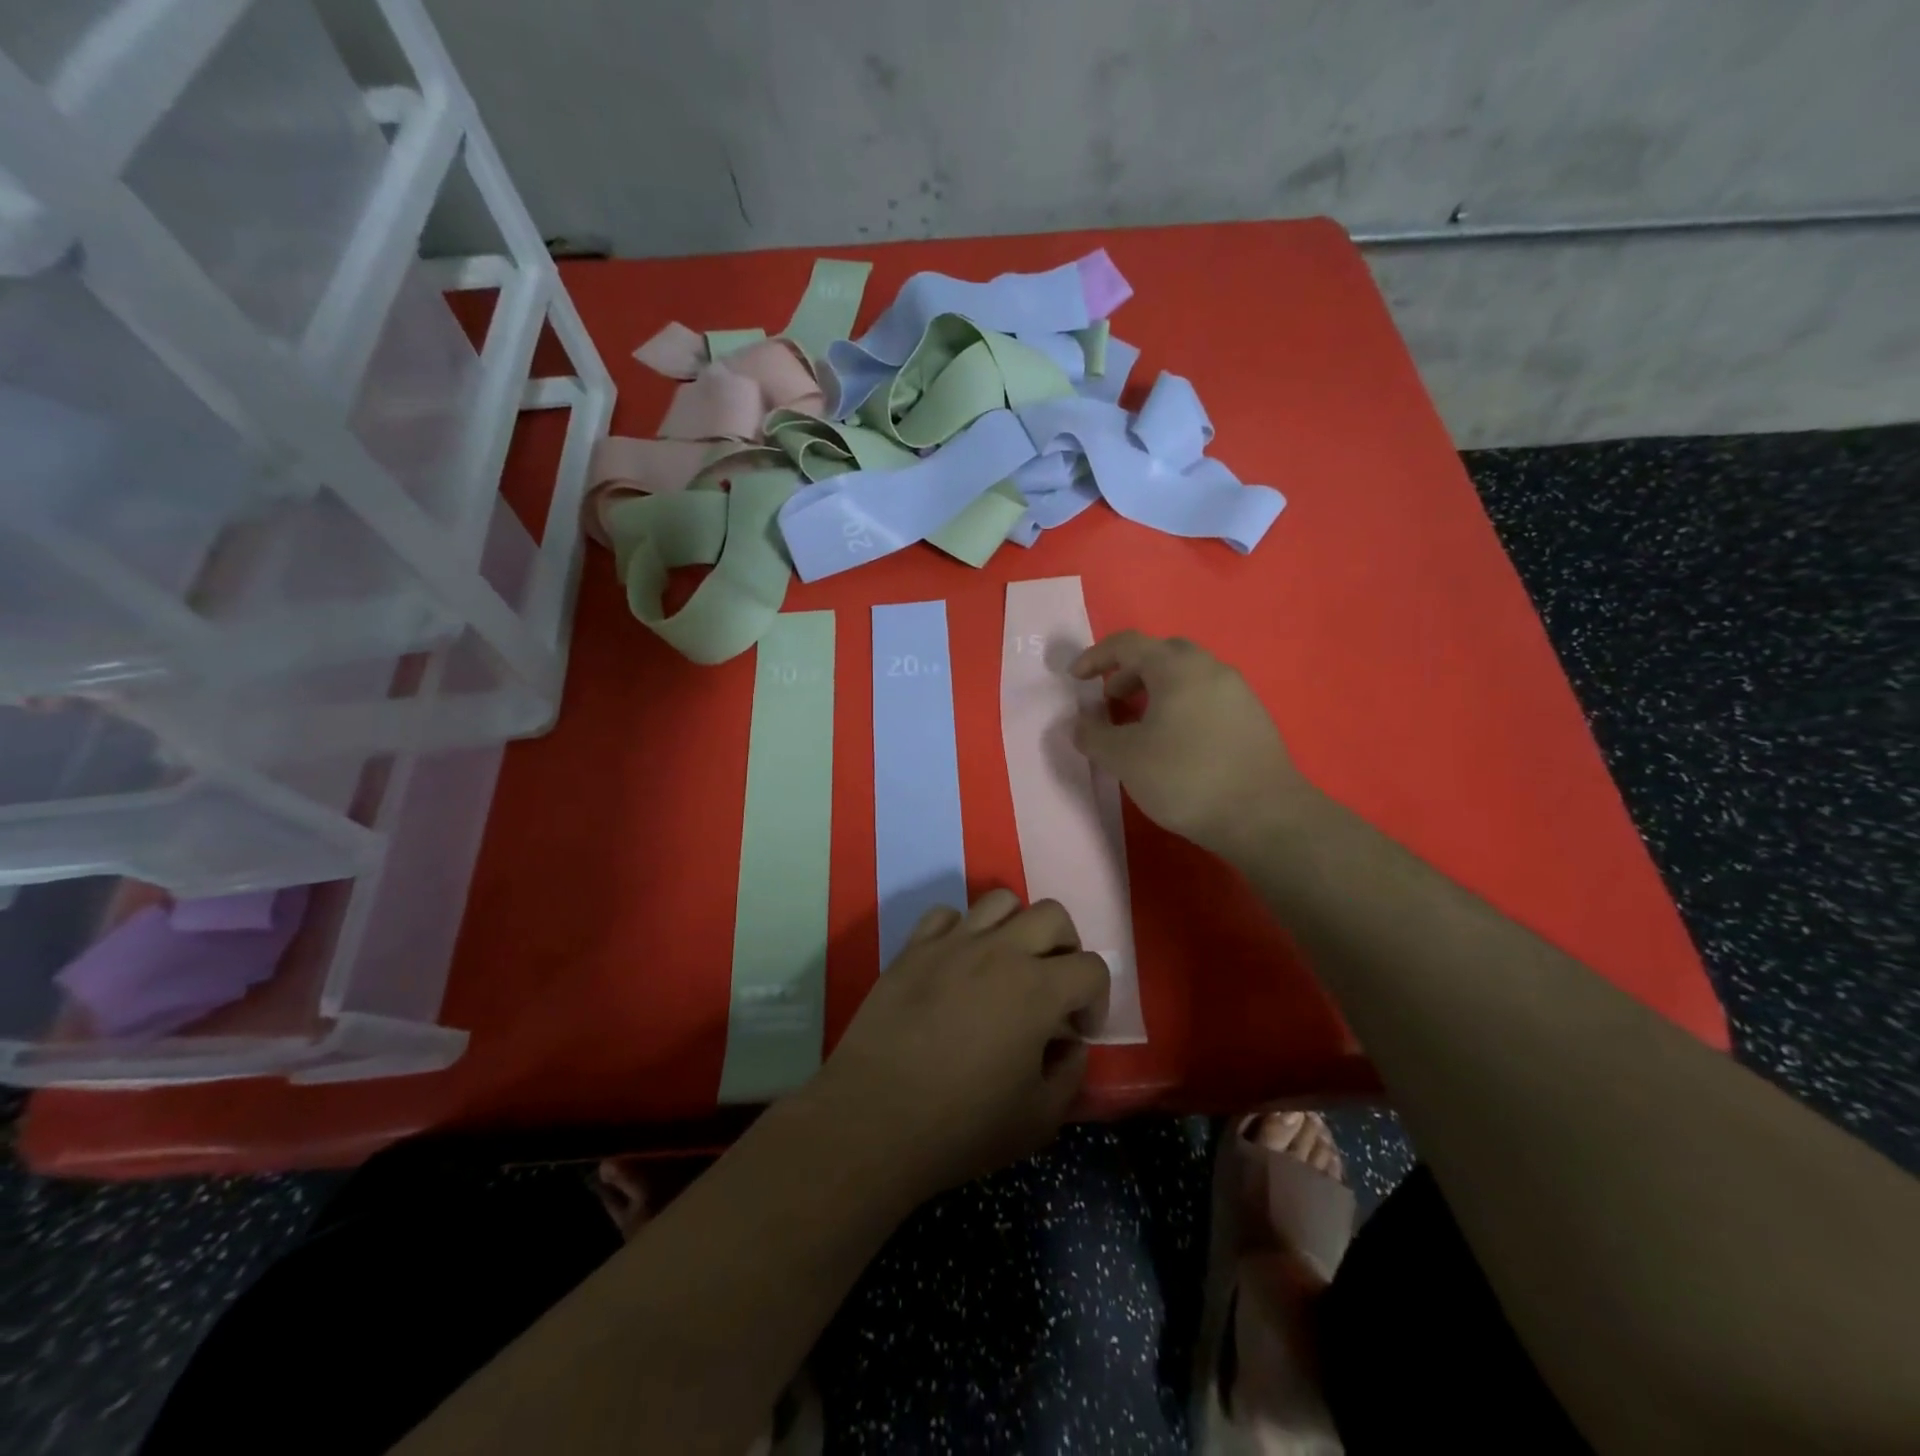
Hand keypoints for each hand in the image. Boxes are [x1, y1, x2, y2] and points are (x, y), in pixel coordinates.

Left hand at [807, 891, 1108, 1199]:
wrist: (874, 1118)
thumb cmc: (962, 1125)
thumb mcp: (1038, 1120)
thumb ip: (1070, 1075)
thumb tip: (1070, 1045)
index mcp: (1038, 989)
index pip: (1092, 968)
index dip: (1096, 1000)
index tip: (1078, 1032)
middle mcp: (1000, 951)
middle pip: (1053, 915)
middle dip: (1066, 947)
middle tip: (1053, 986)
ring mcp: (953, 943)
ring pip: (1000, 901)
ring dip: (1016, 928)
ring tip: (1007, 965)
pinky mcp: (913, 947)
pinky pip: (947, 915)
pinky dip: (962, 931)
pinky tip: (957, 965)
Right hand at [1070, 631, 1307, 859]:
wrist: (1263, 815)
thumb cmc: (1185, 777)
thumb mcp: (1125, 758)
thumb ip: (1093, 735)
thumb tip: (1081, 723)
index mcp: (1176, 667)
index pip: (1127, 644)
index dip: (1095, 657)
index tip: (1075, 680)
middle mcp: (1210, 668)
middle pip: (1161, 654)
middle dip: (1128, 672)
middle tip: (1110, 701)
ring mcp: (1237, 692)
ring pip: (1186, 676)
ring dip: (1155, 691)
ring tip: (1139, 726)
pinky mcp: (1253, 718)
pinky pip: (1206, 697)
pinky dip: (1180, 706)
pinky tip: (1174, 743)